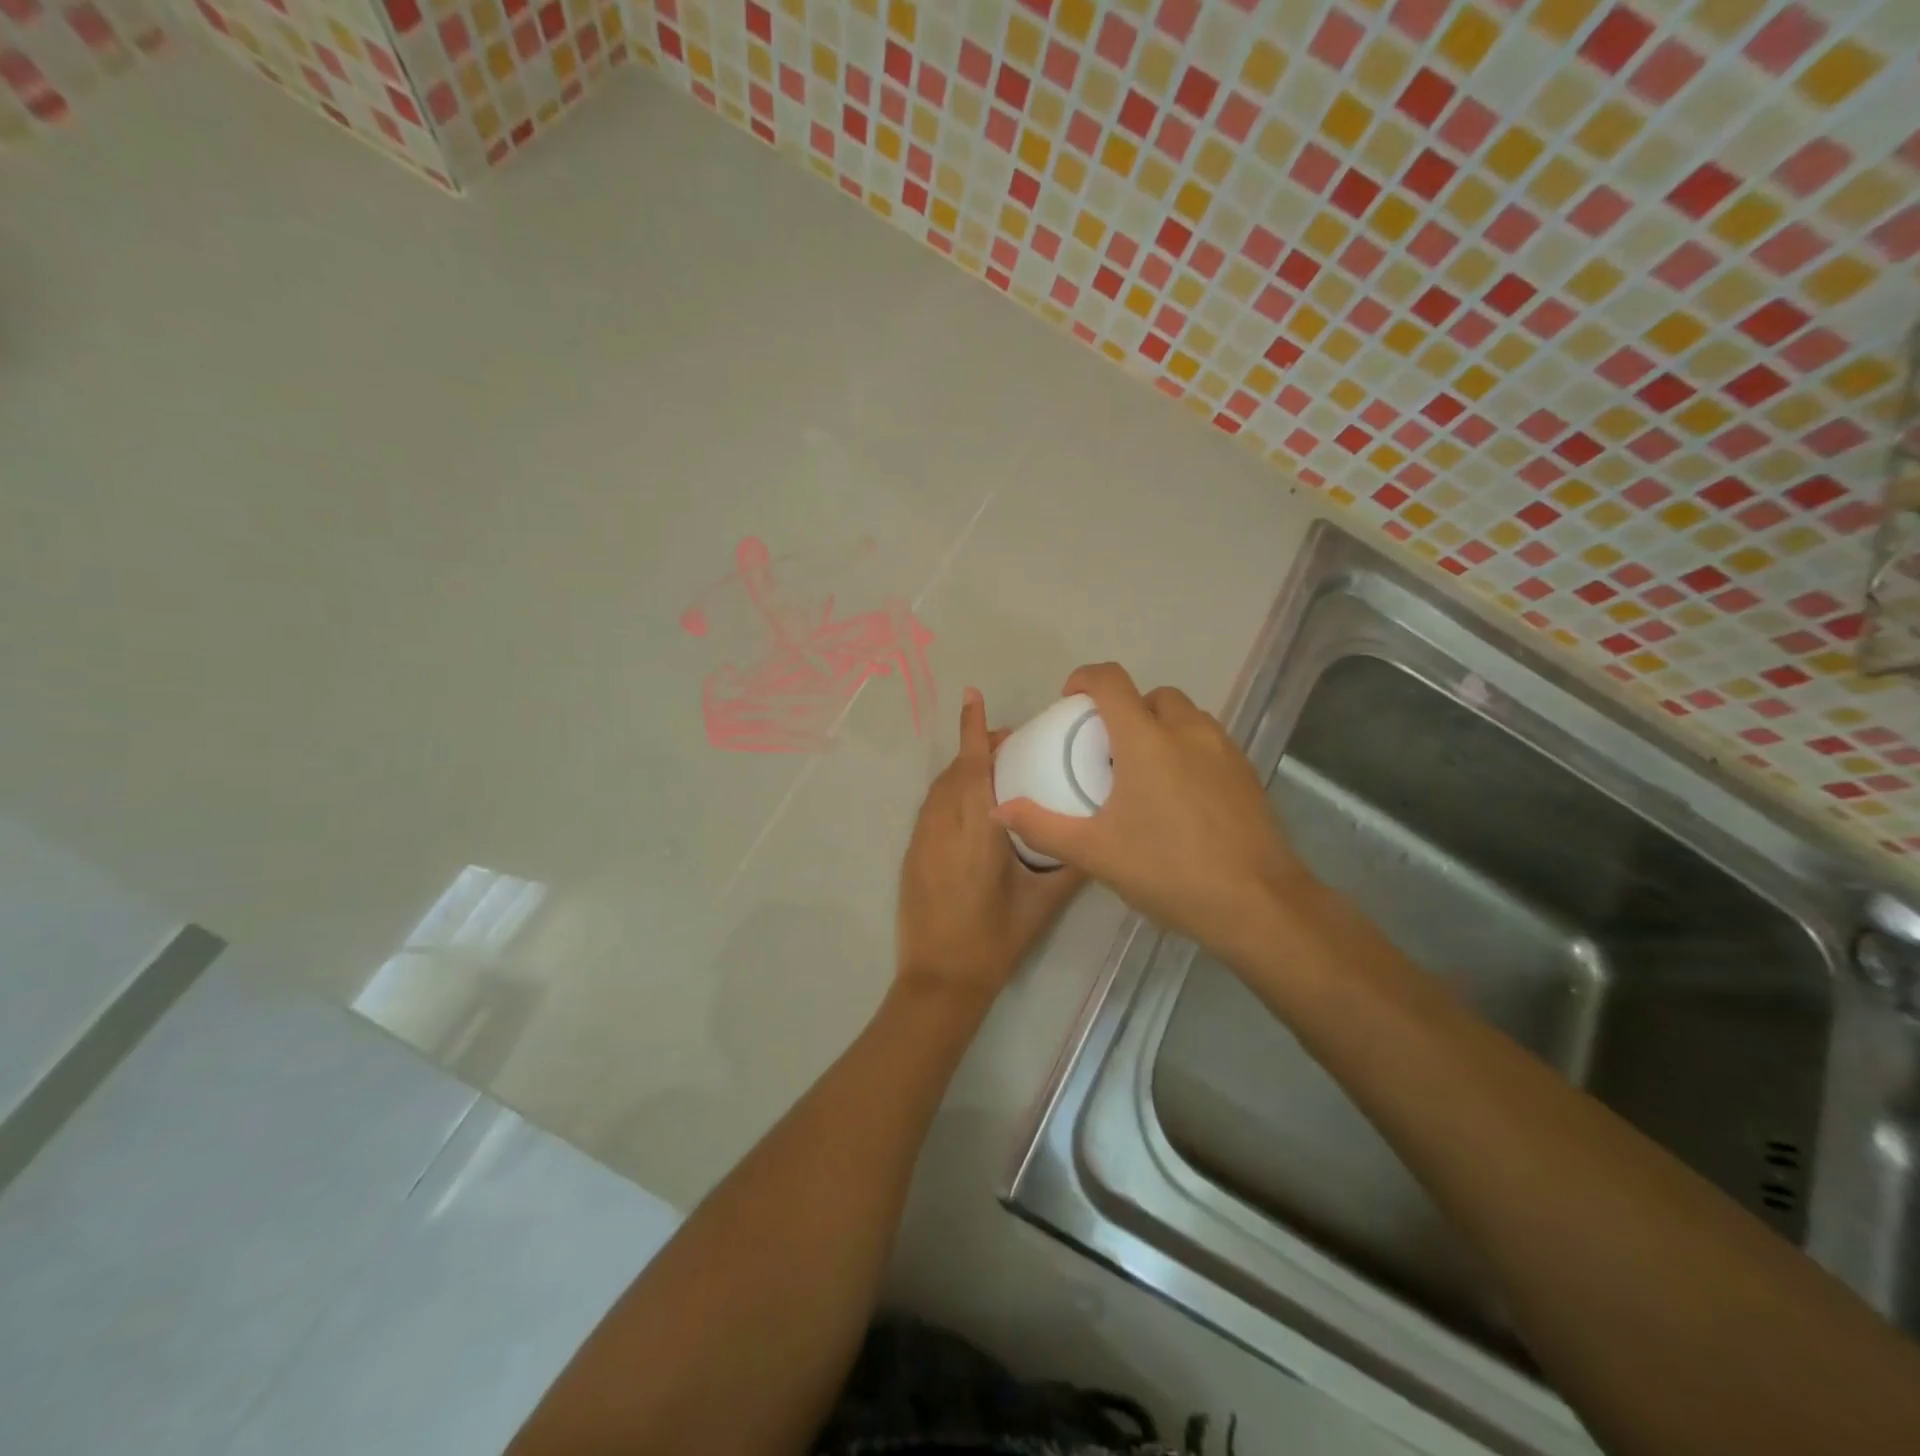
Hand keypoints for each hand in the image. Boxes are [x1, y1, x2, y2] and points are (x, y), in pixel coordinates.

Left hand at [895, 688, 1086, 1004]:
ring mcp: (921, 840)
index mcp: (976, 831)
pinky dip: (950, 792)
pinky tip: (972, 806)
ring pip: (939, 788)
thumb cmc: (995, 941)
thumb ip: (1070, 866)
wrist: (940, 980)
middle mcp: (942, 826)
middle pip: (955, 771)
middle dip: (977, 746)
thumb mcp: (1042, 904)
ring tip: (993, 768)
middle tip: (1011, 742)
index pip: (972, 767)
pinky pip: (931, 808)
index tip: (973, 695)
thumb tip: (1097, 840)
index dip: (972, 729)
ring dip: (962, 769)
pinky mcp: (912, 855)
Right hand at [991, 663, 1313, 967]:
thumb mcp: (1095, 852)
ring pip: (1185, 716)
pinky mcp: (1246, 772)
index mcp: (1146, 740)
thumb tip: (999, 810)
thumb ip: (1043, 826)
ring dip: (1159, 727)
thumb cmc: (1168, 870)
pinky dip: (1186, 749)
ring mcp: (1223, 750)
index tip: (1068, 700)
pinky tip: (1179, 797)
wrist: (1256, 903)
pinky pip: (1208, 741)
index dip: (1084, 679)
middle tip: (1106, 749)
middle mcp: (1188, 731)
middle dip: (1124, 709)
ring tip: (1142, 772)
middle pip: (1150, 696)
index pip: (1111, 681)